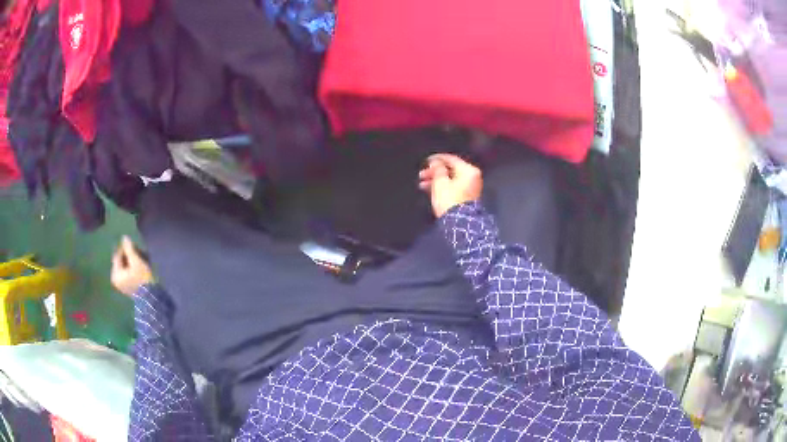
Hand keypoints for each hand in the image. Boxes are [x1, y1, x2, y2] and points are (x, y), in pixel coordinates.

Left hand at [111, 236, 153, 295]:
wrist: (151, 298)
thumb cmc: (142, 279)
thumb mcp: (136, 261)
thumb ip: (129, 249)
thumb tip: (124, 237)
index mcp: (115, 274)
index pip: (118, 255)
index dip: (125, 248)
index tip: (135, 245)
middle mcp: (116, 279)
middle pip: (121, 262)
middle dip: (130, 255)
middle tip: (140, 251)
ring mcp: (121, 285)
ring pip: (125, 268)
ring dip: (133, 261)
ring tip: (143, 259)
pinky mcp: (127, 288)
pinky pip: (128, 274)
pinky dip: (133, 269)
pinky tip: (141, 267)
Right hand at [418, 153, 482, 217]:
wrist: (459, 223)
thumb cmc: (450, 201)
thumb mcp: (440, 182)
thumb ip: (437, 169)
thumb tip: (436, 162)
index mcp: (468, 171)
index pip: (451, 159)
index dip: (437, 159)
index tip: (427, 161)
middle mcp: (472, 178)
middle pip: (451, 170)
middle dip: (435, 172)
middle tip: (422, 174)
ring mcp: (471, 188)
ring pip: (451, 179)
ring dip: (436, 180)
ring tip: (422, 184)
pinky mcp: (467, 198)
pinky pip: (453, 188)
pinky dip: (443, 187)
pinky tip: (430, 190)